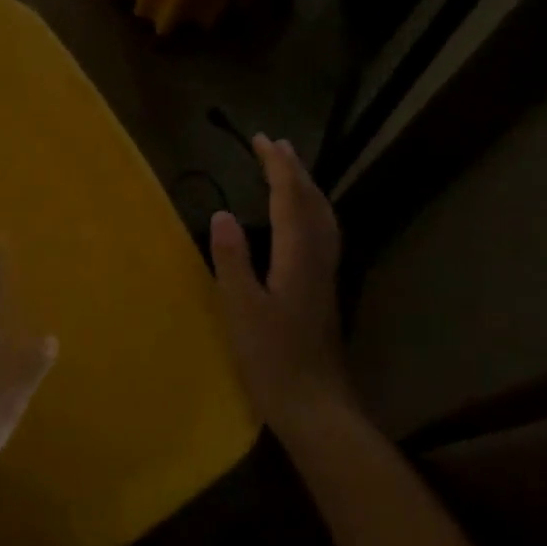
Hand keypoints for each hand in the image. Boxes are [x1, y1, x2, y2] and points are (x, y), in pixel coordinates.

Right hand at [210, 136, 349, 434]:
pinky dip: (311, 212)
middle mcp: (317, 260)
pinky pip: (322, 234)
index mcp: (297, 258)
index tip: (261, 139)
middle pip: (312, 203)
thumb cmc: (272, 360)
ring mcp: (324, 276)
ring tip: (291, 172)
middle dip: (294, 170)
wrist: (315, 406)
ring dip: (306, 189)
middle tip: (276, 144)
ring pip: (322, 219)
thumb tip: (222, 214)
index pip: (290, 199)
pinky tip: (301, 223)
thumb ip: (232, 260)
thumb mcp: (241, 310)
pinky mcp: (323, 291)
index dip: (276, 167)